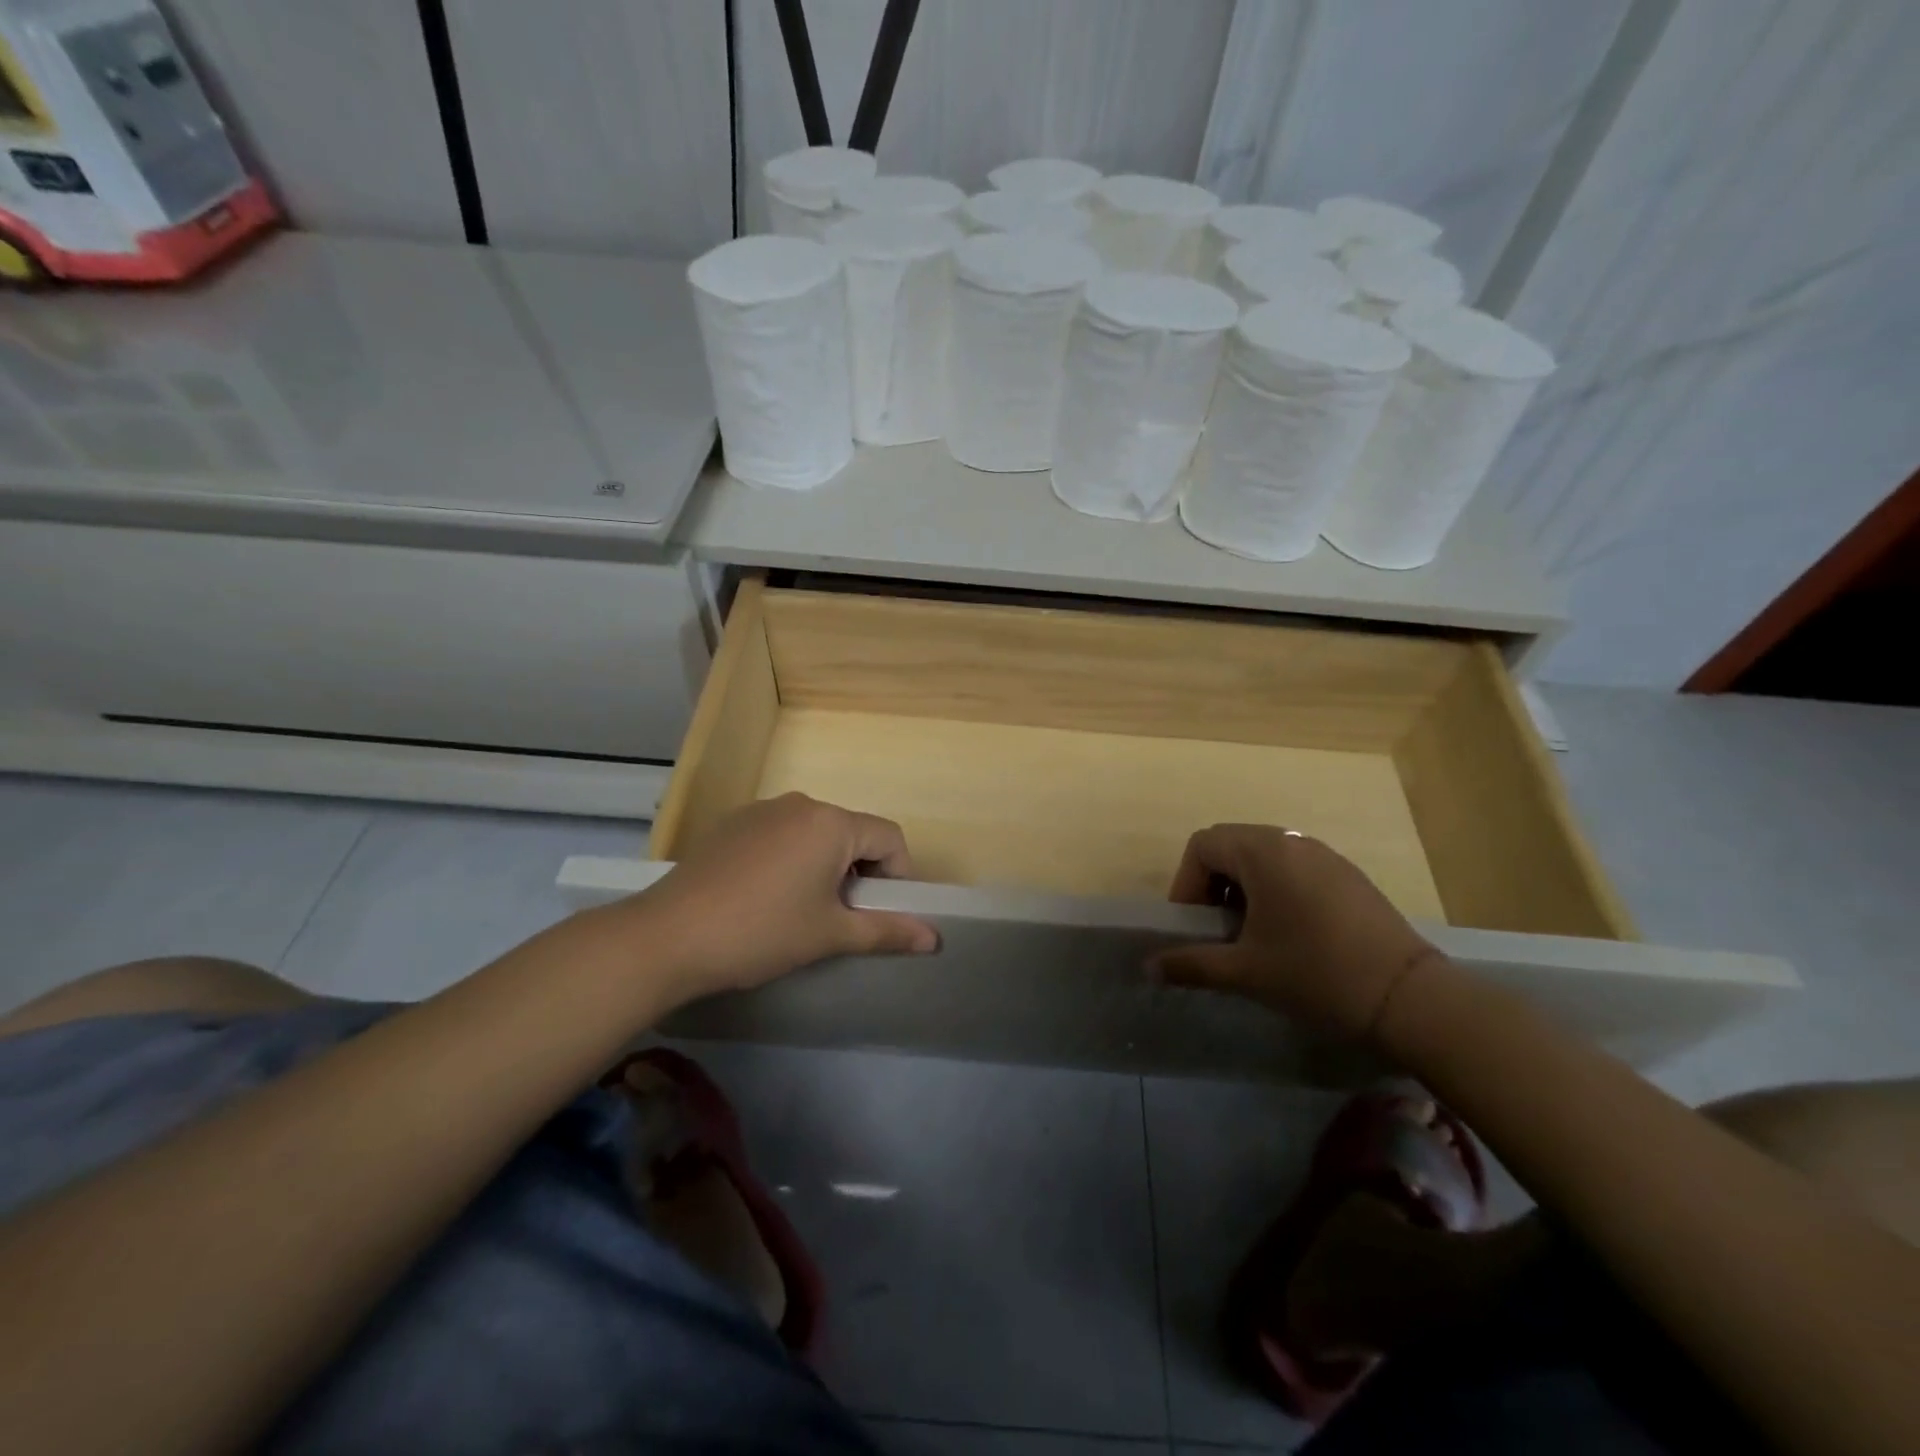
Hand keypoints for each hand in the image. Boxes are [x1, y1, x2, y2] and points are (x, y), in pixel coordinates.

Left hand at [634, 793, 938, 997]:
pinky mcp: (732, 824)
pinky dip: (790, 860)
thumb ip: (887, 930)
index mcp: (832, 823)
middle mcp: (801, 803)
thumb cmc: (762, 932)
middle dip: (859, 872)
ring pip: (816, 834)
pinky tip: (764, 897)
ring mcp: (762, 810)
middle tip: (839, 917)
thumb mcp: (830, 934)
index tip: (878, 913)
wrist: (668, 936)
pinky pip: (781, 835)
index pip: (890, 837)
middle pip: (853, 833)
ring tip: (801, 910)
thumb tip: (936, 939)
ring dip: (824, 866)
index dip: (897, 876)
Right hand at [1150, 824, 1442, 1042]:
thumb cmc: (1316, 975)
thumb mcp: (1245, 973)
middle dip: (1211, 884)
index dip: (1185, 883)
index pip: (1202, 845)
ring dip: (1243, 887)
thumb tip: (1148, 968)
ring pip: (1263, 855)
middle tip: (1216, 929)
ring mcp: (1324, 855)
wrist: (1411, 998)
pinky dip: (1275, 889)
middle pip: (1230, 845)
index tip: (1193, 926)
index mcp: (1262, 852)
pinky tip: (1289, 934)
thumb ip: (1191, 964)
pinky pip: (1294, 866)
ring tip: (1250, 934)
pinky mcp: (1348, 874)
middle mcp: (1291, 841)